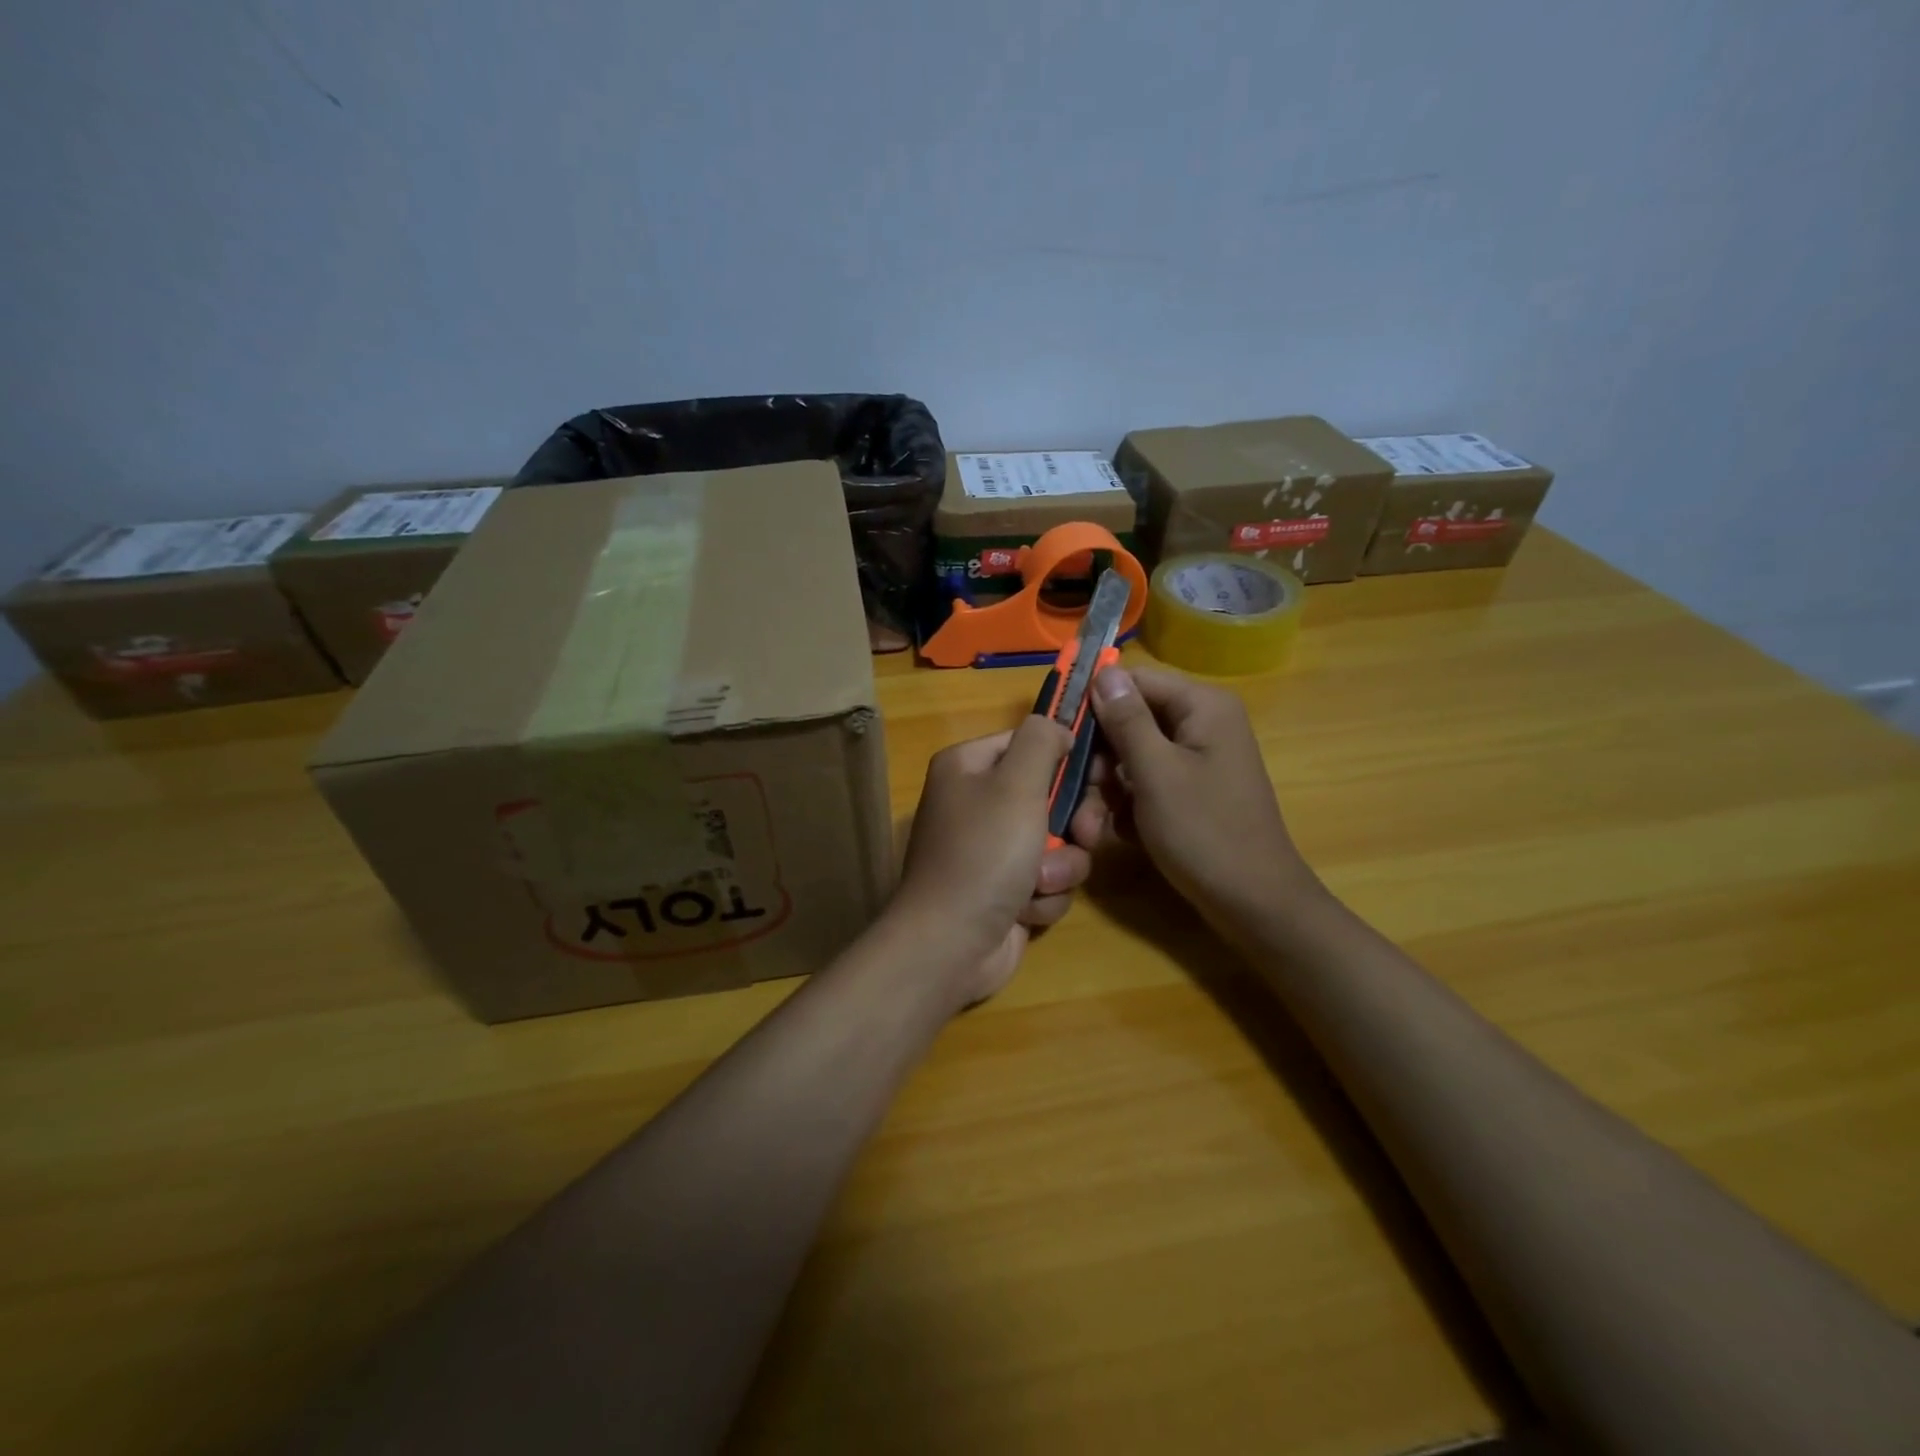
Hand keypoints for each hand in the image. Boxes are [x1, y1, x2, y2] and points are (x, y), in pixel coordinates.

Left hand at [891, 717, 1093, 1006]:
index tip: (1101, 772)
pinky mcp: (1006, 890)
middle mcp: (977, 803)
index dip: (1067, 756)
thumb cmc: (984, 854)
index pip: (1030, 742)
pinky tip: (1025, 910)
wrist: (950, 944)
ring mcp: (991, 850)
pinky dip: (1043, 895)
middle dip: (1073, 822)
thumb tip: (1057, 727)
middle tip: (1083, 834)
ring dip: (1060, 866)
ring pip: (1058, 843)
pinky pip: (1047, 880)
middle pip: (1051, 794)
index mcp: (968, 767)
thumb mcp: (1016, 784)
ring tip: (1039, 883)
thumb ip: (1042, 741)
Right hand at [1069, 665, 1319, 926]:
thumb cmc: (1204, 832)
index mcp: (1202, 707)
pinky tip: (1116, 835)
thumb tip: (1103, 671)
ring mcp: (1196, 761)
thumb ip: (1126, 720)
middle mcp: (1200, 725)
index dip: (1094, 703)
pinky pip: (1146, 784)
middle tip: (1072, 793)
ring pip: (1132, 759)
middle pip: (1130, 722)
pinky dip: (1127, 807)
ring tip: (1089, 829)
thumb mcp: (1156, 773)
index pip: (1134, 681)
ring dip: (1105, 791)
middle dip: (1098, 761)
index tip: (1058, 734)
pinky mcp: (1189, 792)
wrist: (1253, 904)